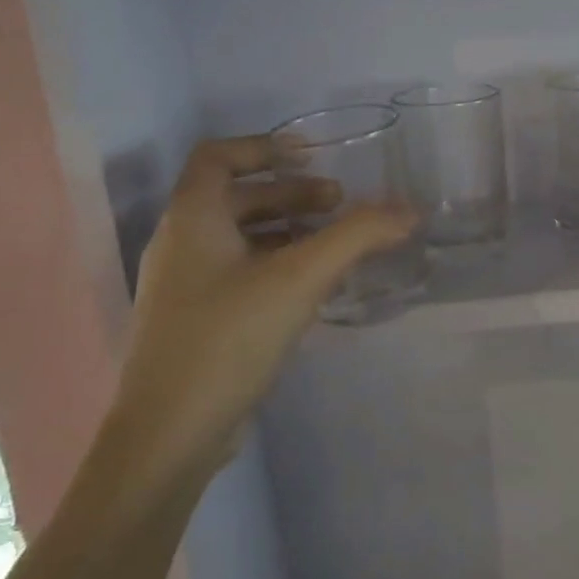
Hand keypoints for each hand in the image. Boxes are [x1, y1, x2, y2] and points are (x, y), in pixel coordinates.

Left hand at [105, 136, 415, 474]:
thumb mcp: (300, 279)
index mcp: (192, 218)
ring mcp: (183, 286)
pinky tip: (310, 288)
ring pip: (238, 238)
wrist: (169, 432)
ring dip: (286, 230)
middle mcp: (180, 243)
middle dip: (290, 194)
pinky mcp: (194, 321)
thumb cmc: (229, 338)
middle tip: (340, 205)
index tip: (311, 156)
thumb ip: (357, 237)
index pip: (218, 156)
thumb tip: (408, 211)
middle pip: (236, 198)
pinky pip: (238, 273)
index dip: (264, 146)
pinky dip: (275, 265)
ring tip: (333, 244)